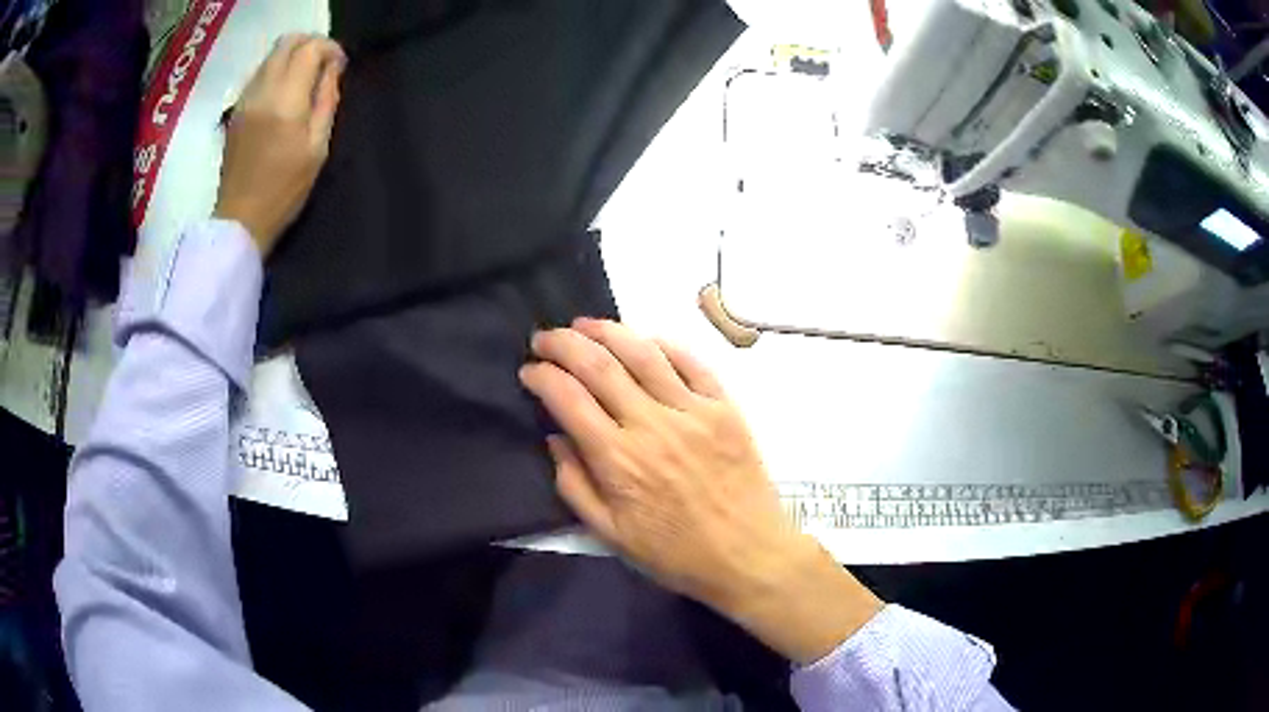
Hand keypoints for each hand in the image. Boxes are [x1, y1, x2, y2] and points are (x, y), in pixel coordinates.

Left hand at [214, 35, 344, 256]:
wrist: (240, 219)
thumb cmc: (284, 190)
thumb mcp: (318, 148)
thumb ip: (326, 101)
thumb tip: (333, 70)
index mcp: (286, 100)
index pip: (310, 49)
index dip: (330, 49)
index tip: (339, 66)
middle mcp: (262, 90)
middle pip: (287, 42)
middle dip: (310, 45)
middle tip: (323, 65)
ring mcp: (244, 99)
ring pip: (270, 56)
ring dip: (292, 57)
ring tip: (305, 81)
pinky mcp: (235, 110)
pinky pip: (259, 74)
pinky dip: (276, 71)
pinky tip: (284, 95)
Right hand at [520, 318, 882, 663]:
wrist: (748, 555)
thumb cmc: (676, 554)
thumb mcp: (611, 534)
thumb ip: (575, 485)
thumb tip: (555, 438)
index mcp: (619, 460)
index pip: (568, 399)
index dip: (541, 376)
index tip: (529, 371)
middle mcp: (652, 425)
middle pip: (599, 365)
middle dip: (563, 344)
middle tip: (544, 338)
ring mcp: (693, 411)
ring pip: (643, 353)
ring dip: (607, 331)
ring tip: (584, 325)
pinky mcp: (725, 408)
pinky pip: (692, 363)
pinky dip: (663, 345)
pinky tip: (644, 340)